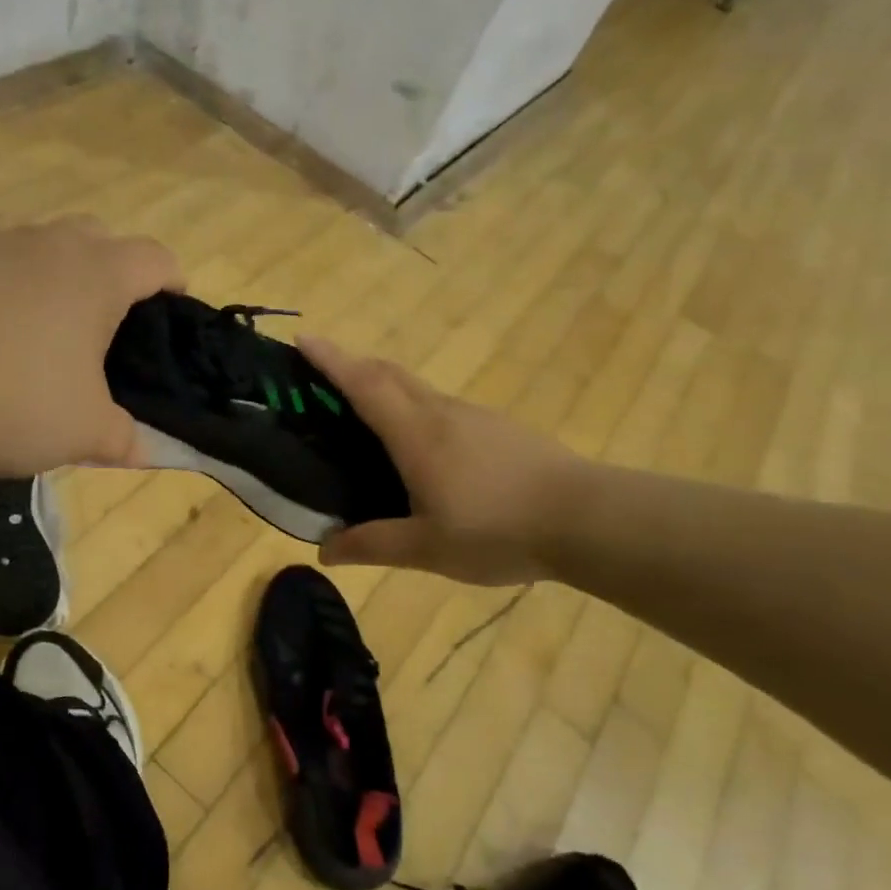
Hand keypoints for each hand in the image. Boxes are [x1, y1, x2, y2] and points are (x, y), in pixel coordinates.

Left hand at [0, 216, 183, 475]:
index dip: (173, 280)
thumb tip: (144, 450)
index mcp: (99, 274)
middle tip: (106, 320)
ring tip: (44, 316)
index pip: (156, 259)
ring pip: (38, 237)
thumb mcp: (83, 432)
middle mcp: (49, 243)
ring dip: (52, 266)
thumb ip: (123, 438)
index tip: (173, 308)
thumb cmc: (15, 398)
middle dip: (112, 268)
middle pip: (99, 235)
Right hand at [298, 338, 588, 585]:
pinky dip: (414, 409)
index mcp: (416, 434)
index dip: (330, 359)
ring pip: (418, 389)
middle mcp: (441, 413)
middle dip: (352, 364)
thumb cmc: (498, 529)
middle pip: (389, 373)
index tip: (303, 338)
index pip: (363, 383)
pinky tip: (422, 448)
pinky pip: (442, 407)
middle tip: (323, 376)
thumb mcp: (427, 548)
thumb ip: (373, 544)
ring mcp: (474, 417)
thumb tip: (324, 550)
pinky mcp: (499, 428)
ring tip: (365, 415)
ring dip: (384, 386)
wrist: (587, 518)